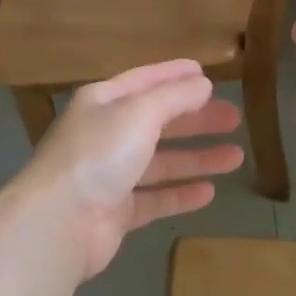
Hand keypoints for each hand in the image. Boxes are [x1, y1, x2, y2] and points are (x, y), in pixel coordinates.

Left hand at [11, 60, 243, 281]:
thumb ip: (174, 97)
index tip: (206, 74)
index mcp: (103, 103)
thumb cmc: (98, 154)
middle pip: (158, 122)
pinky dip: (181, 193)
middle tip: (234, 118)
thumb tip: (202, 83)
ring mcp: (110, 176)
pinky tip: (210, 191)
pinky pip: (155, 198)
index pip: (144, 81)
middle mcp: (105, 135)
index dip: (174, 75)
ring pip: (161, 162)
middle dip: (196, 119)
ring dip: (197, 158)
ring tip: (236, 156)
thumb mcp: (139, 112)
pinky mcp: (116, 212)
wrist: (59, 222)